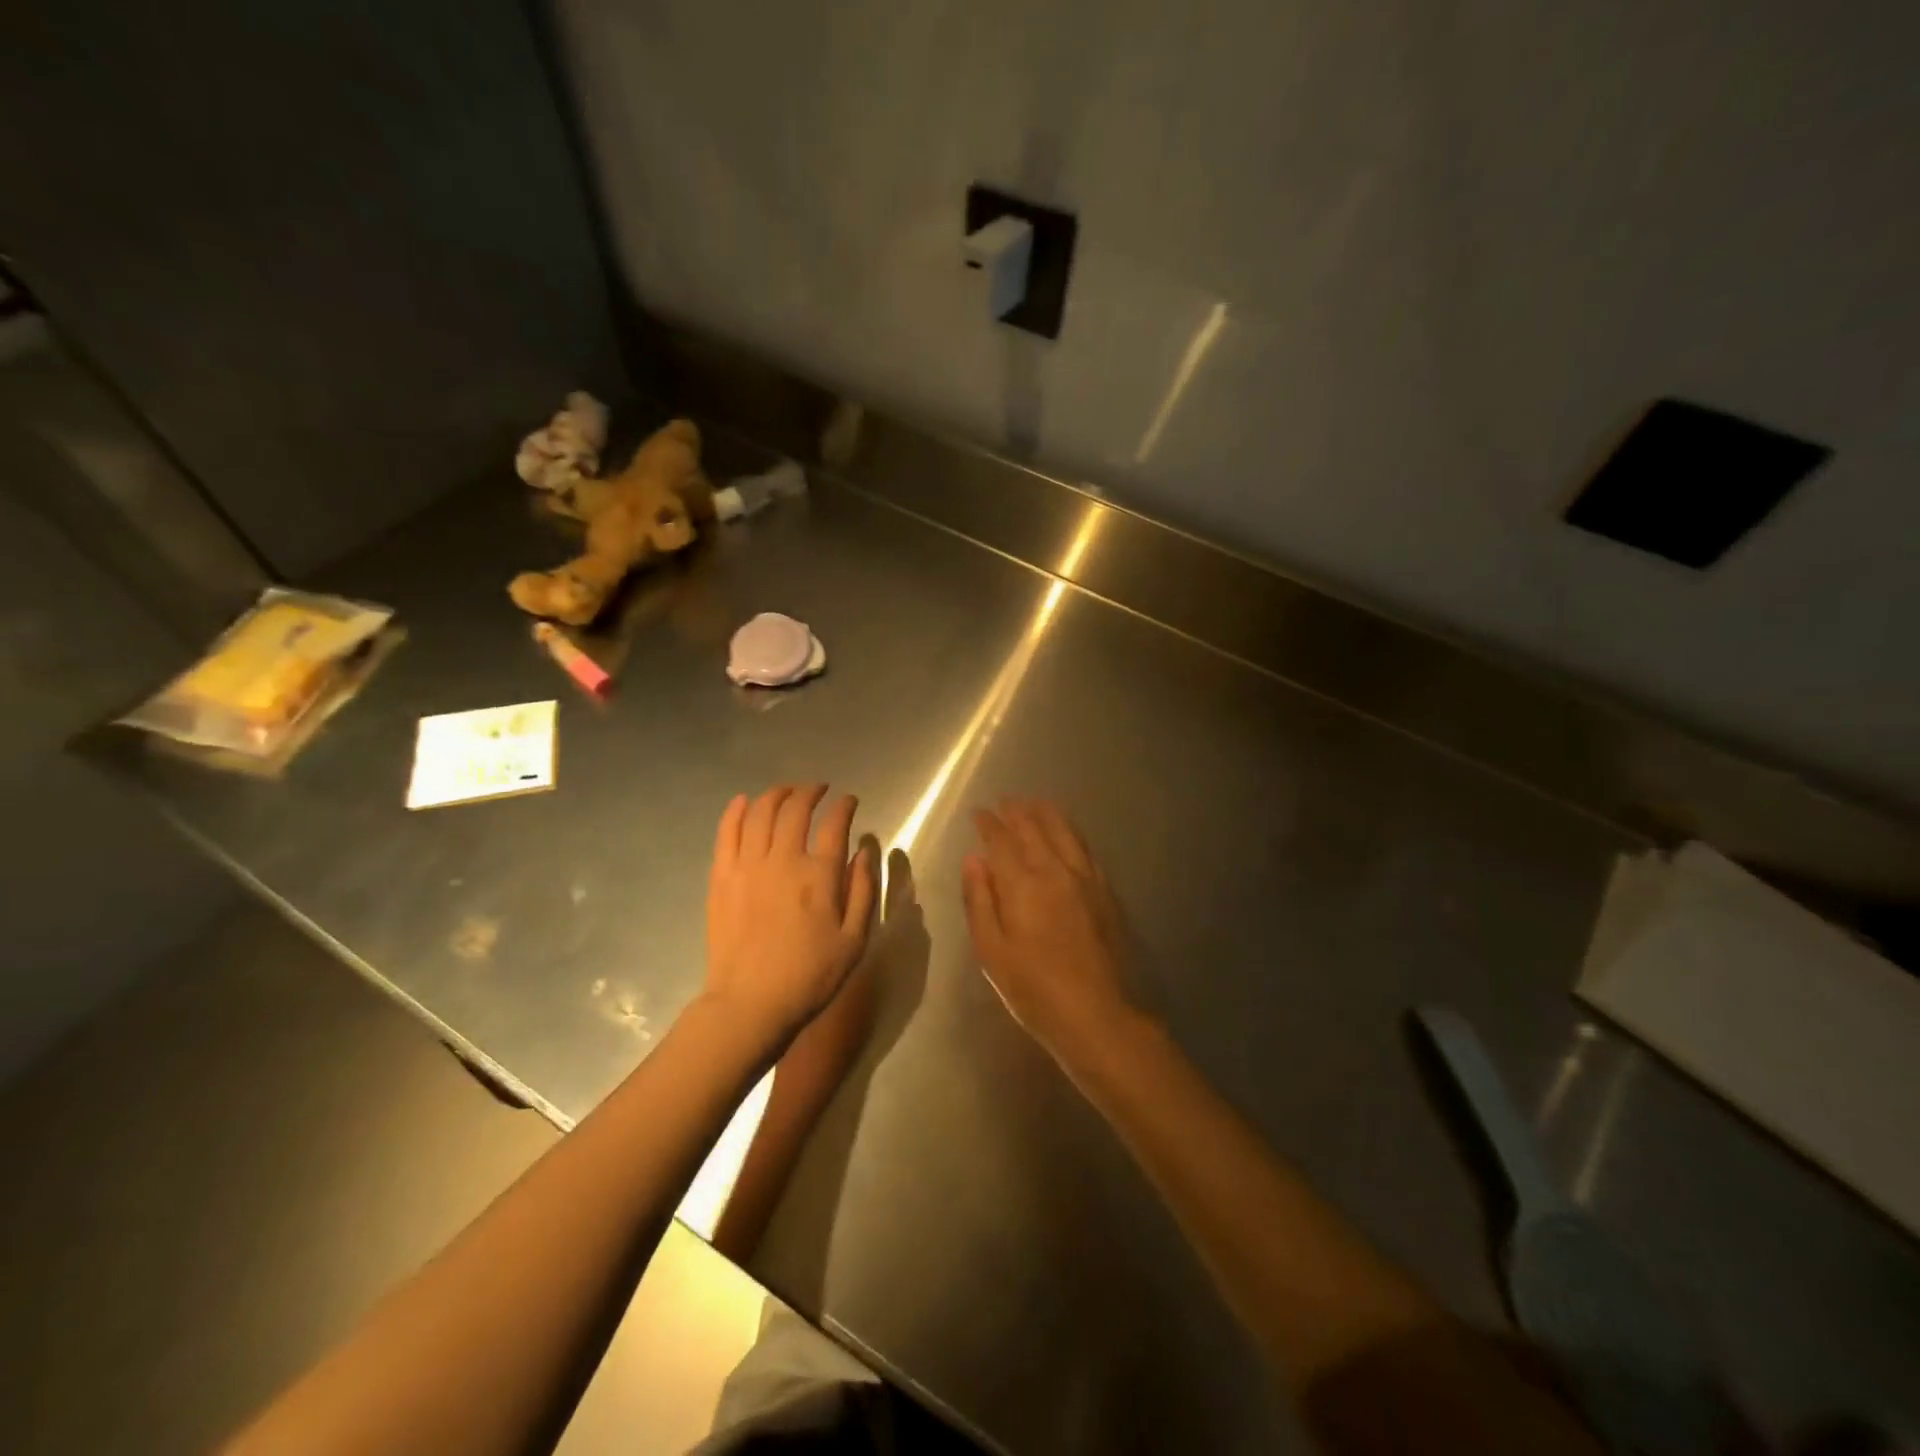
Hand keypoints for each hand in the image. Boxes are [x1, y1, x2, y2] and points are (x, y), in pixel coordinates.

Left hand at [705, 785, 878, 1050]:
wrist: (749, 1004)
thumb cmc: (809, 977)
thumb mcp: (854, 940)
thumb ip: (863, 890)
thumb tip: (864, 851)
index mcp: (819, 875)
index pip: (835, 823)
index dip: (844, 806)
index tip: (849, 801)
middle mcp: (783, 859)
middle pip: (796, 808)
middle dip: (810, 792)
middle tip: (819, 790)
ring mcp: (748, 865)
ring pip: (761, 812)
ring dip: (776, 794)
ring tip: (787, 792)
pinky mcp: (722, 876)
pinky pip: (727, 831)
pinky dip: (736, 810)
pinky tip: (744, 801)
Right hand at [962, 798, 1136, 1065]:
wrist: (1098, 1015)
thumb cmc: (1034, 990)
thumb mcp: (991, 952)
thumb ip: (980, 901)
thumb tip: (973, 860)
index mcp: (1023, 885)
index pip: (1001, 841)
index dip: (988, 824)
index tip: (978, 812)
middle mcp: (1055, 871)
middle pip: (1034, 829)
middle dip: (1016, 812)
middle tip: (1005, 801)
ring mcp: (1085, 879)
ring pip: (1064, 832)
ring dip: (1046, 814)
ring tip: (1034, 803)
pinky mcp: (1105, 892)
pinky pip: (1085, 848)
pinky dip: (1071, 832)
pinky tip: (1066, 833)